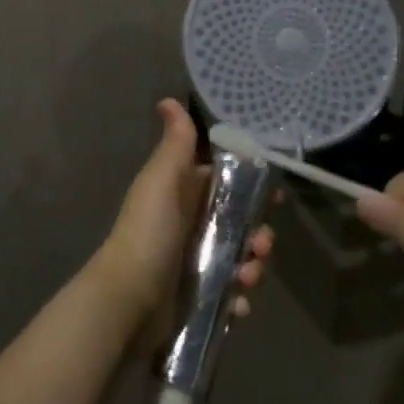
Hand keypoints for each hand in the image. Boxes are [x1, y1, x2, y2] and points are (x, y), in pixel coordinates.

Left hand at [90, 99, 271, 347]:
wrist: (127, 298)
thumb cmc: (149, 232)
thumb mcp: (162, 180)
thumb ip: (176, 144)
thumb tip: (168, 99)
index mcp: (184, 196)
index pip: (226, 185)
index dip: (252, 188)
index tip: (276, 196)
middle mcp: (191, 227)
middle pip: (240, 225)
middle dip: (259, 235)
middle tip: (261, 244)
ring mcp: (195, 265)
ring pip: (240, 261)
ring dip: (253, 268)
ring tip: (247, 278)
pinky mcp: (198, 299)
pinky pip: (230, 296)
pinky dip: (238, 300)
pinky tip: (237, 303)